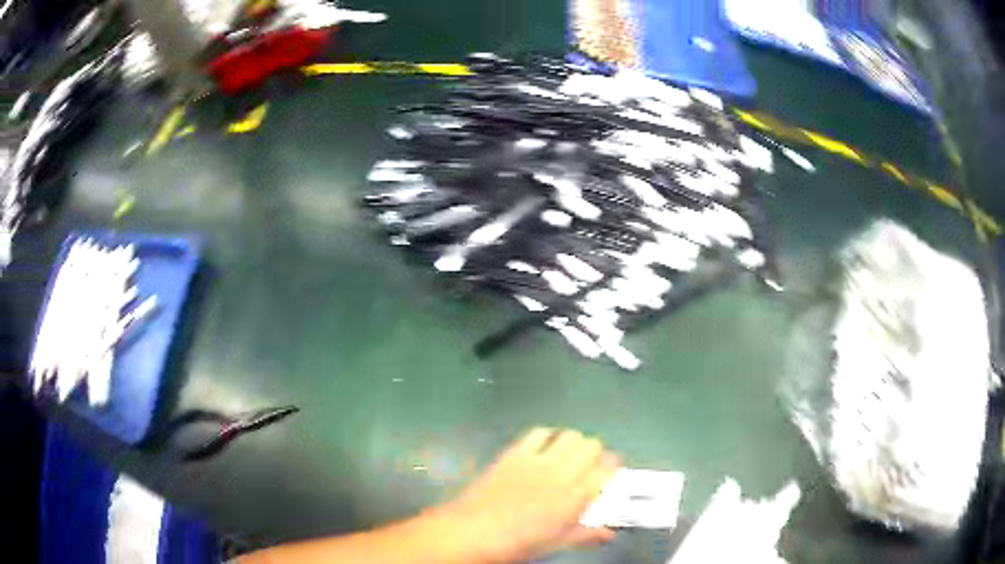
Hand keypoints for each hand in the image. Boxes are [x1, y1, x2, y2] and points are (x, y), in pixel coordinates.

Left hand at [437, 428, 619, 562]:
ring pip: (570, 435)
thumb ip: (587, 534)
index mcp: (574, 498)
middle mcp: (560, 473)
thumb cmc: (517, 543)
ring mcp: (536, 459)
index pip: (608, 470)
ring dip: (574, 444)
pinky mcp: (514, 452)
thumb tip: (609, 531)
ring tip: (568, 457)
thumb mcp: (557, 543)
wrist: (472, 532)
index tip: (609, 478)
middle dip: (596, 454)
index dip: (613, 471)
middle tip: (589, 468)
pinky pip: (539, 432)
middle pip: (592, 446)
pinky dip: (548, 436)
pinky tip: (543, 450)